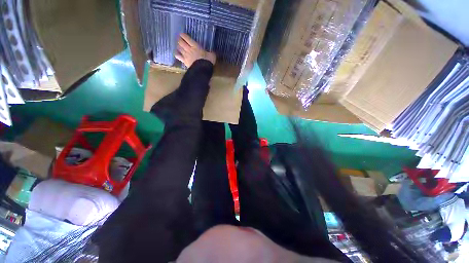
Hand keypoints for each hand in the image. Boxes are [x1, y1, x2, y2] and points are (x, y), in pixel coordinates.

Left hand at [175, 33, 215, 67]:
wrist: (202, 70)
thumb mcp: (212, 56)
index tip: (182, 34)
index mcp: (195, 46)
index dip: (183, 35)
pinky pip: (178, 56)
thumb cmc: (207, 61)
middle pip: (181, 42)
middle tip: (179, 39)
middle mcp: (189, 49)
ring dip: (178, 46)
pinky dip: (177, 54)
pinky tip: (176, 53)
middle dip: (179, 40)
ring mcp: (186, 55)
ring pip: (179, 48)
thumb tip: (213, 53)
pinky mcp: (184, 61)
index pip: (187, 38)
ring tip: (178, 45)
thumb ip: (211, 53)